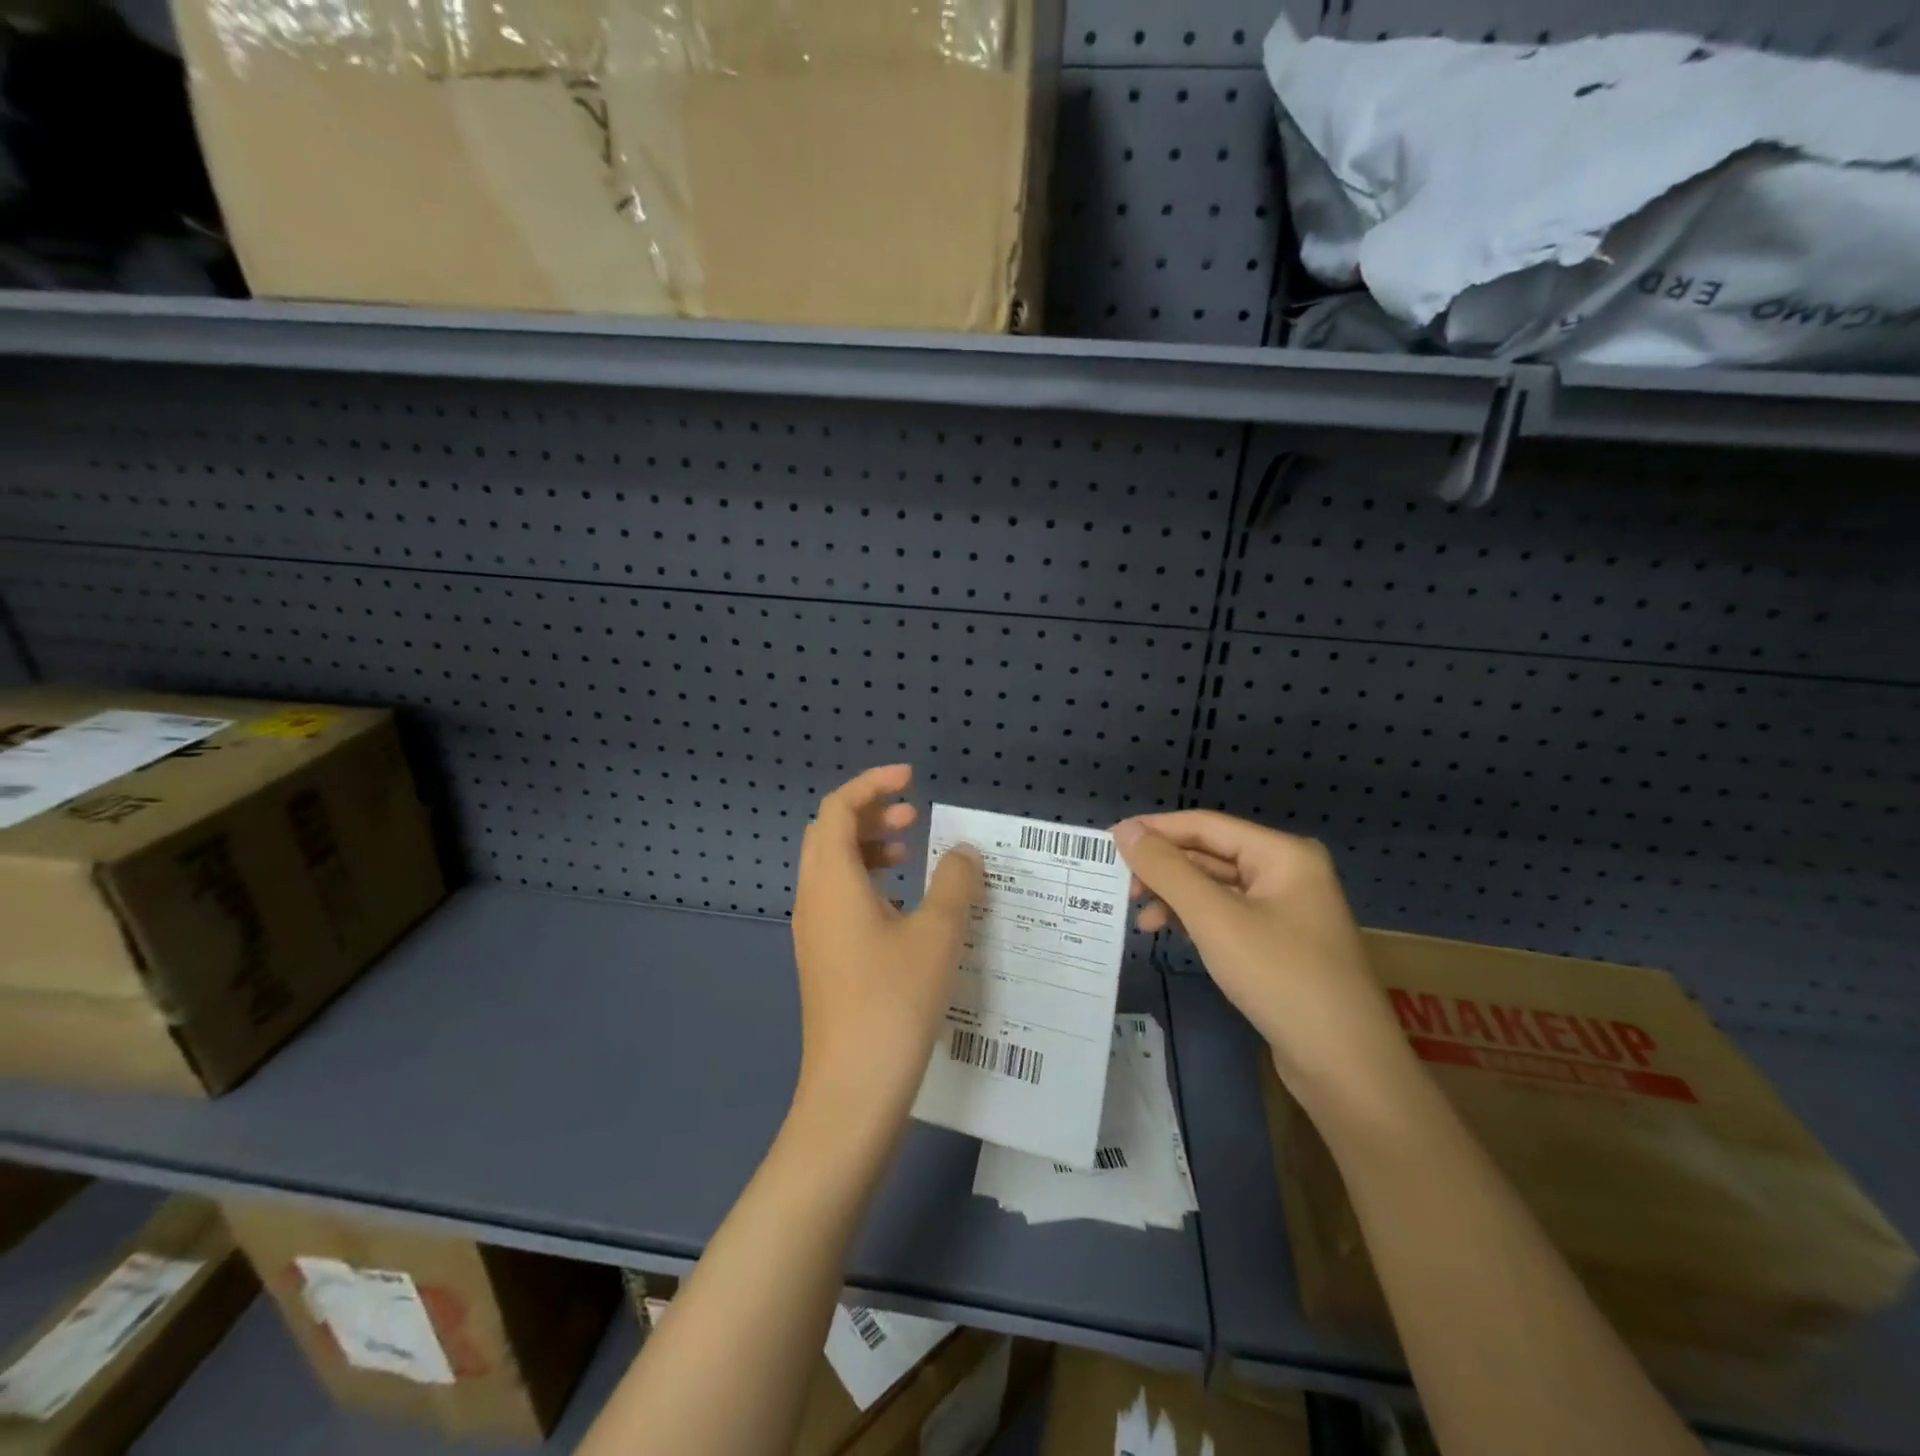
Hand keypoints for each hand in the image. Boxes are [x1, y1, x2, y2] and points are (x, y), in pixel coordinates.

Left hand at [791, 766, 983, 1133]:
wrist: (853, 1088)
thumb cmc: (895, 1000)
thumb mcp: (938, 934)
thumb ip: (955, 883)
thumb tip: (964, 853)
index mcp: (832, 881)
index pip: (839, 808)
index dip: (872, 784)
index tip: (911, 780)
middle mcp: (813, 899)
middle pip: (830, 833)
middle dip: (870, 814)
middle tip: (914, 816)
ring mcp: (813, 932)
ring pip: (833, 867)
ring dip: (869, 848)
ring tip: (912, 854)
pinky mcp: (823, 959)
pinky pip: (838, 899)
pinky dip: (867, 882)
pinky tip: (904, 906)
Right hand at [1113, 812, 1408, 1104]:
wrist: (1346, 1068)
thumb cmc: (1281, 978)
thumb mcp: (1214, 919)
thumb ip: (1167, 870)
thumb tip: (1124, 830)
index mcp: (1283, 854)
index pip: (1206, 825)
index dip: (1155, 830)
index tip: (1108, 842)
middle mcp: (1288, 873)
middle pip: (1211, 855)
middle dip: (1164, 869)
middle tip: (1120, 887)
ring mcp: (1287, 910)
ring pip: (1216, 888)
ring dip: (1176, 898)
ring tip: (1140, 919)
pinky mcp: (1280, 944)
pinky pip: (1227, 916)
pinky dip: (1196, 921)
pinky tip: (1170, 934)